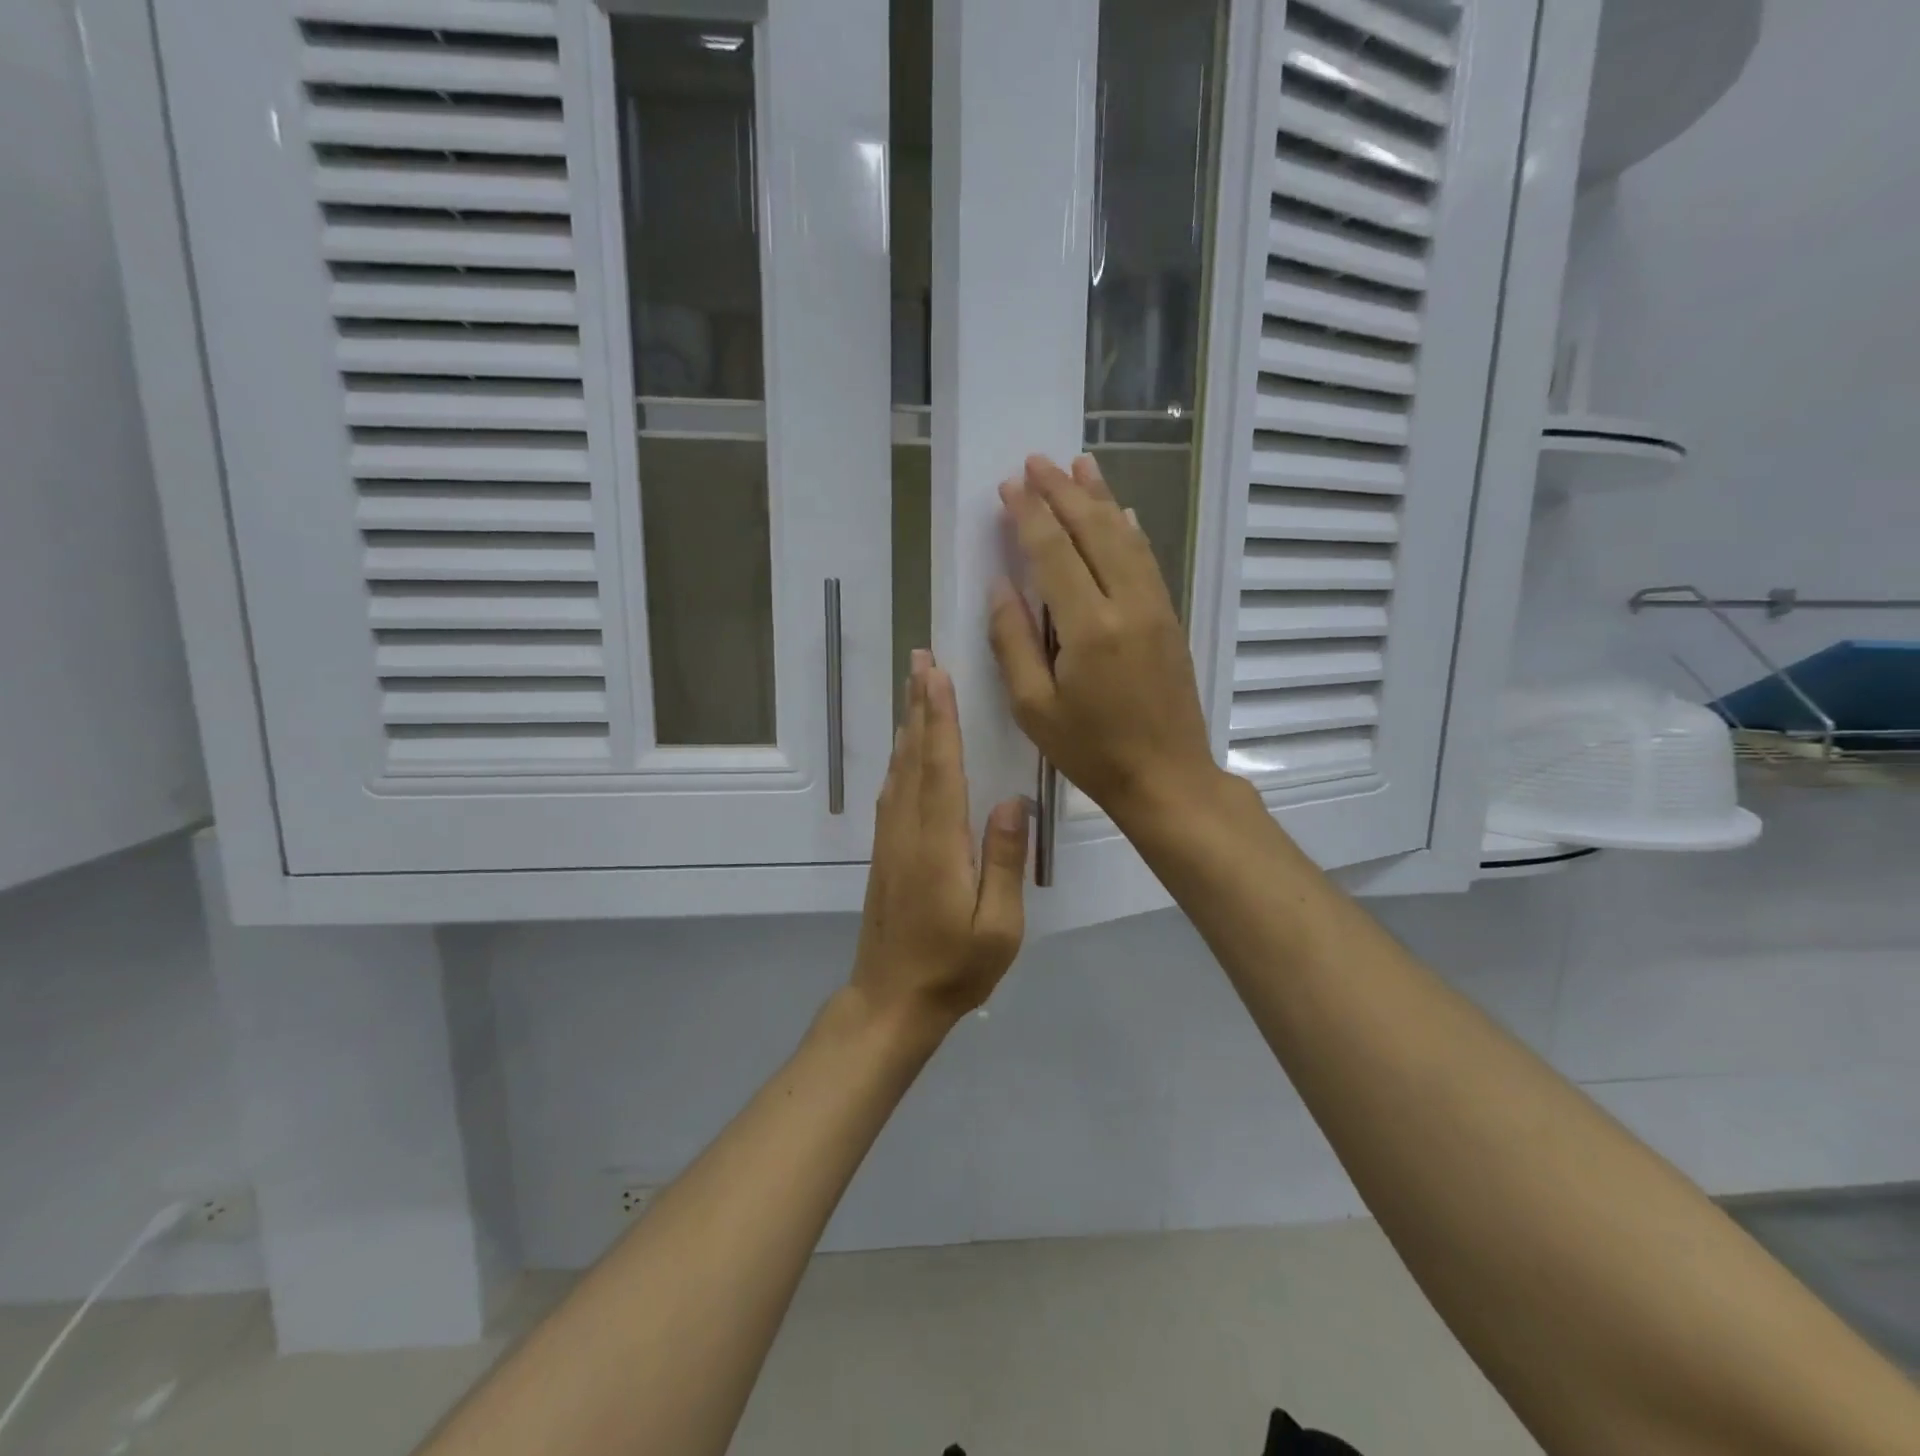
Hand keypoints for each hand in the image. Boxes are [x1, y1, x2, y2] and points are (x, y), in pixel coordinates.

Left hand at [849, 651, 1028, 1032]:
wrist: (891, 1002)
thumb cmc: (954, 968)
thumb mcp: (998, 926)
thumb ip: (1003, 860)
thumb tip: (1011, 801)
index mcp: (938, 844)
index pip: (940, 767)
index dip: (939, 717)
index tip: (937, 674)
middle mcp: (909, 831)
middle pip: (914, 757)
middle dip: (919, 705)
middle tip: (919, 659)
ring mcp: (891, 841)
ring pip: (899, 771)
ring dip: (908, 726)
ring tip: (915, 688)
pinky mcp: (885, 853)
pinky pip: (893, 793)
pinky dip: (901, 760)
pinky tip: (906, 750)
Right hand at [989, 454, 1220, 822]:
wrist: (1166, 777)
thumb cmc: (1092, 751)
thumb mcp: (1034, 708)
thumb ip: (1013, 642)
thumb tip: (1001, 586)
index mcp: (1089, 628)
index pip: (1054, 553)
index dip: (1029, 515)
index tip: (1010, 486)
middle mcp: (1127, 605)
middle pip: (1094, 531)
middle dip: (1063, 492)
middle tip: (1037, 460)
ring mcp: (1155, 608)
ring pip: (1126, 537)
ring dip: (1101, 498)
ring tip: (1079, 465)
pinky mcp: (1169, 619)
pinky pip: (1148, 561)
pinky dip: (1131, 530)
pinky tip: (1121, 512)